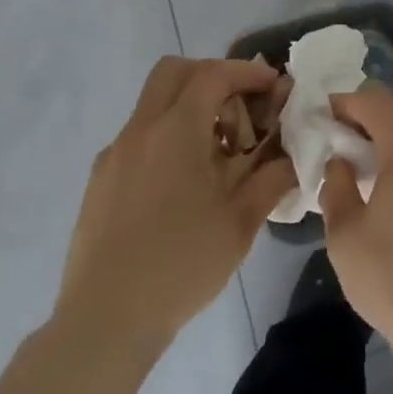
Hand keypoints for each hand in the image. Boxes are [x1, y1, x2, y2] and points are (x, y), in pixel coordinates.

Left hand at [55, 57, 295, 353]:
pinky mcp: (99, 181)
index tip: (273, 86)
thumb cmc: (181, 264)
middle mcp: (140, 130)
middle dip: (212, 77)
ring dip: (189, 108)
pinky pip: (139, 137)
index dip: (247, 72)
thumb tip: (293, 155)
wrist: (105, 321)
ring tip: (217, 153)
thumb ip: (272, 177)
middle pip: (174, 72)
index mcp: (175, 130)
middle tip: (240, 107)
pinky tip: (182, 184)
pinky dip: (167, 137)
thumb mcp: (241, 222)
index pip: (213, 74)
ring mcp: (114, 154)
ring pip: (153, 104)